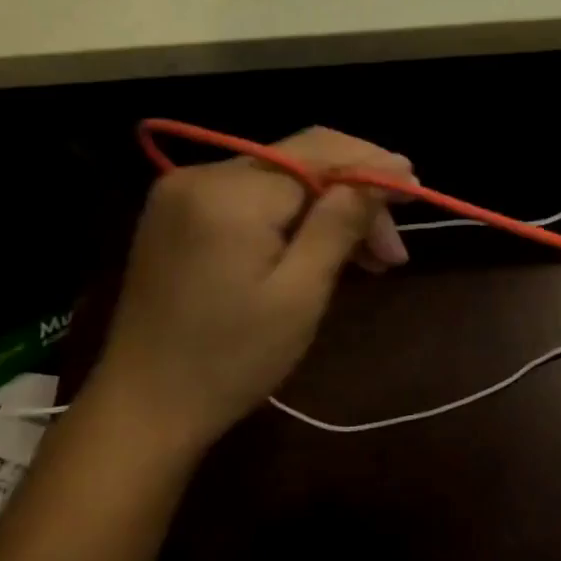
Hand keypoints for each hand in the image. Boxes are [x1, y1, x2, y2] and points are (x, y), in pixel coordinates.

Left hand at [88, 127, 411, 453]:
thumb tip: (383, 174)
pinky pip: (251, 197)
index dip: (372, 165)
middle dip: (354, 194)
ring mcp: (183, 194)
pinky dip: (292, 217)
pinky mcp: (178, 216)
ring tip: (370, 257)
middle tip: (393, 249)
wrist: (143, 407)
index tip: (416, 188)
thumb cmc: (231, 359)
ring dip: (327, 208)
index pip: (318, 153)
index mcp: (231, 193)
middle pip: (300, 161)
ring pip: (279, 179)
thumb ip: (339, 224)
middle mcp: (202, 175)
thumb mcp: (299, 294)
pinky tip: (320, 248)